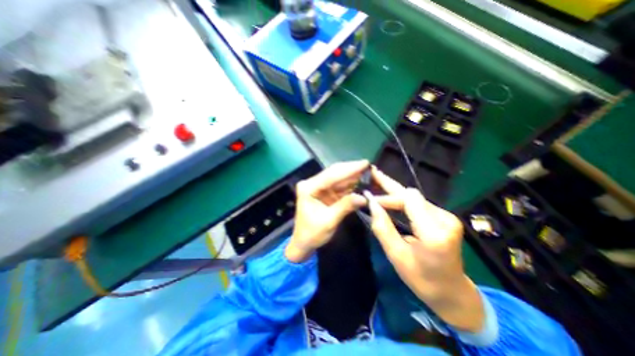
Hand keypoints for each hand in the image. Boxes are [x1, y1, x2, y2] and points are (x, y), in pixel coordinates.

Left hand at [286, 159, 369, 261]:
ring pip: (338, 178)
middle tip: (368, 165)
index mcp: (308, 188)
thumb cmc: (312, 234)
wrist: (303, 243)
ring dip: (352, 176)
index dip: (349, 169)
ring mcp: (319, 188)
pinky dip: (350, 185)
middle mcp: (312, 184)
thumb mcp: (329, 221)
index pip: (331, 176)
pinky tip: (360, 181)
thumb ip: (345, 206)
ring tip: (368, 171)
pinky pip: (339, 186)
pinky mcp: (325, 193)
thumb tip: (364, 197)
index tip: (365, 163)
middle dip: (351, 169)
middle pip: (334, 173)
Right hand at [365, 168, 484, 331]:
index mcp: (434, 233)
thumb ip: (383, 228)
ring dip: (394, 193)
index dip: (387, 196)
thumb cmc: (422, 279)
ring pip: (414, 197)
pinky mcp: (444, 217)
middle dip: (389, 185)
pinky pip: (418, 203)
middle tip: (372, 173)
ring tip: (377, 182)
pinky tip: (390, 195)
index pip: (408, 200)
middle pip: (412, 194)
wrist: (452, 292)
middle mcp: (445, 219)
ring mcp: (447, 217)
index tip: (369, 199)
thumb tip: (371, 204)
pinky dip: (402, 199)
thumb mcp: (397, 256)